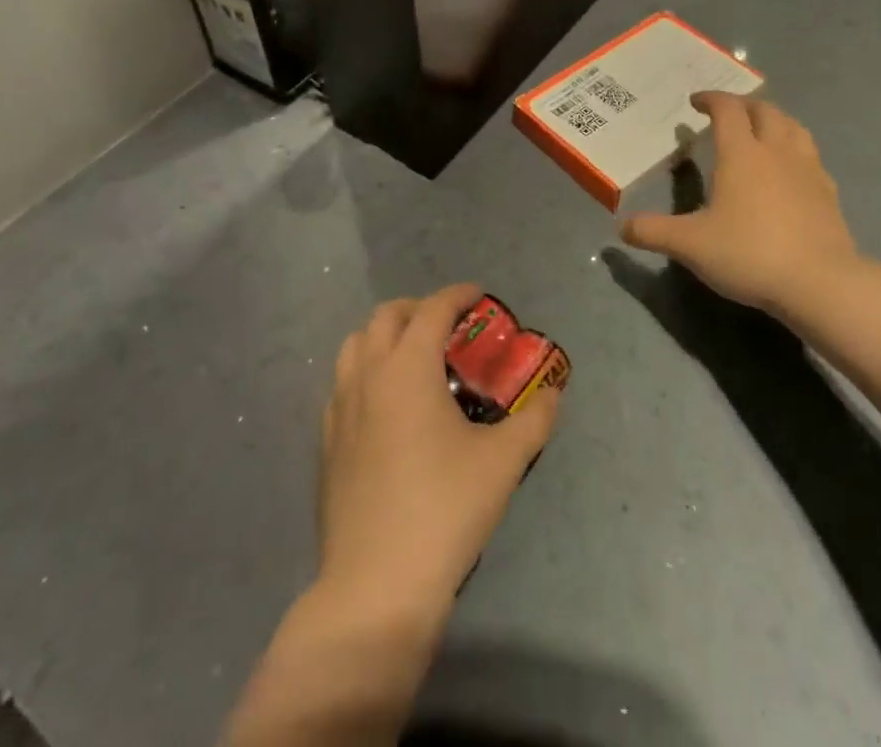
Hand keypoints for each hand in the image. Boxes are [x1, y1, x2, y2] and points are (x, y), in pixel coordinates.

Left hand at [318, 283, 561, 625]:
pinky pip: (344, 383)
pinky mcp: (328, 442)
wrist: (376, 585)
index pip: (432, 310)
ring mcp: (340, 408)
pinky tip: (388, 405)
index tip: (479, 296)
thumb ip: (534, 420)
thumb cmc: (444, 510)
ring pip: (356, 345)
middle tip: (449, 326)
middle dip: (419, 309)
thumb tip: (553, 395)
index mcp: (407, 368)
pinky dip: (367, 371)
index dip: (458, 295)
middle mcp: (368, 375)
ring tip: (415, 358)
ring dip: (386, 336)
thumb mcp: (503, 462)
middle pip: (386, 316)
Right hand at [619, 93, 864, 316]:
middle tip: (727, 114)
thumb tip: (621, 226)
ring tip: (762, 130)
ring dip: (774, 120)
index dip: (711, 99)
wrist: (820, 284)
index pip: (727, 109)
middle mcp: (776, 151)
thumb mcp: (691, 245)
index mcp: (742, 153)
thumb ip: (653, 232)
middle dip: (743, 105)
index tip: (695, 103)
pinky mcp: (829, 193)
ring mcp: (808, 170)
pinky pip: (812, 156)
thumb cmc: (749, 254)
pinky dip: (796, 150)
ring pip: (794, 127)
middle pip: (764, 110)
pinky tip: (791, 169)